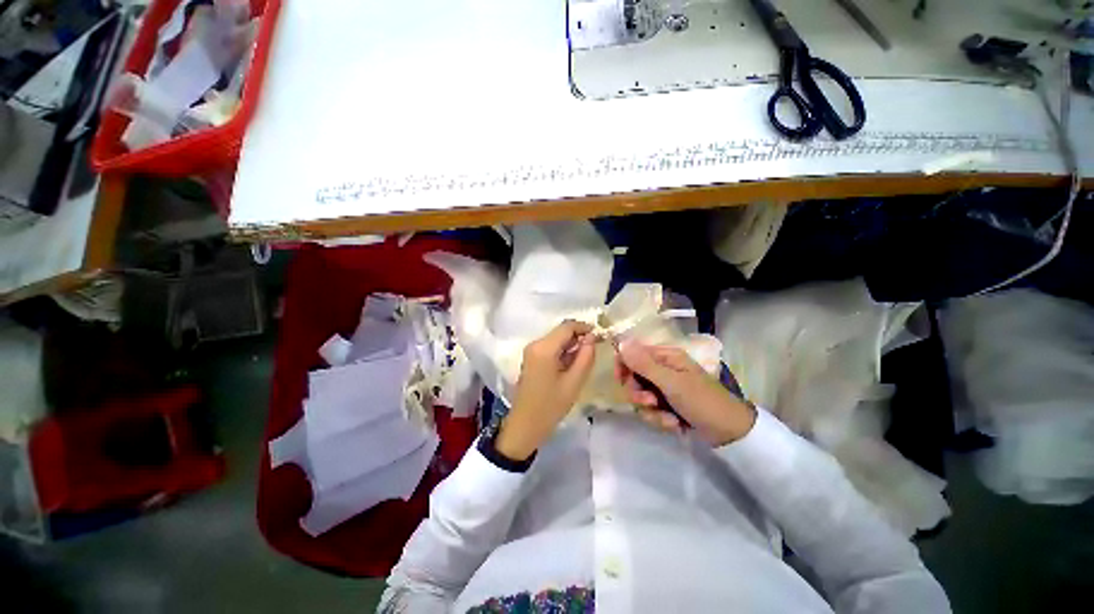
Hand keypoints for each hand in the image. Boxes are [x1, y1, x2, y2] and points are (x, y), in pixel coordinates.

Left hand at [495, 321, 596, 460]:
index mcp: (544, 348)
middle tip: (596, 348)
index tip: (601, 336)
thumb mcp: (574, 382)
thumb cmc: (550, 406)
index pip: (567, 326)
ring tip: (586, 359)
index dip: (585, 327)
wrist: (524, 426)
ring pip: (556, 339)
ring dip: (572, 345)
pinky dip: (563, 352)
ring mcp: (531, 351)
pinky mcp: (531, 359)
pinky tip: (571, 365)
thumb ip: (586, 356)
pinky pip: (550, 348)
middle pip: (561, 331)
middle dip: (579, 337)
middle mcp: (535, 344)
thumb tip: (592, 338)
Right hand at [616, 343, 756, 445]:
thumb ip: (643, 364)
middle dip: (639, 394)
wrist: (730, 434)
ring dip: (651, 411)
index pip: (632, 353)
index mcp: (665, 356)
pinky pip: (650, 410)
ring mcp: (665, 388)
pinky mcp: (667, 405)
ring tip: (669, 419)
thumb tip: (621, 342)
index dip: (623, 366)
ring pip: (640, 397)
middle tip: (651, 402)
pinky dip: (660, 419)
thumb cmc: (702, 401)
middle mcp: (663, 369)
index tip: (621, 381)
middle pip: (633, 377)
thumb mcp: (671, 382)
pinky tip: (675, 425)